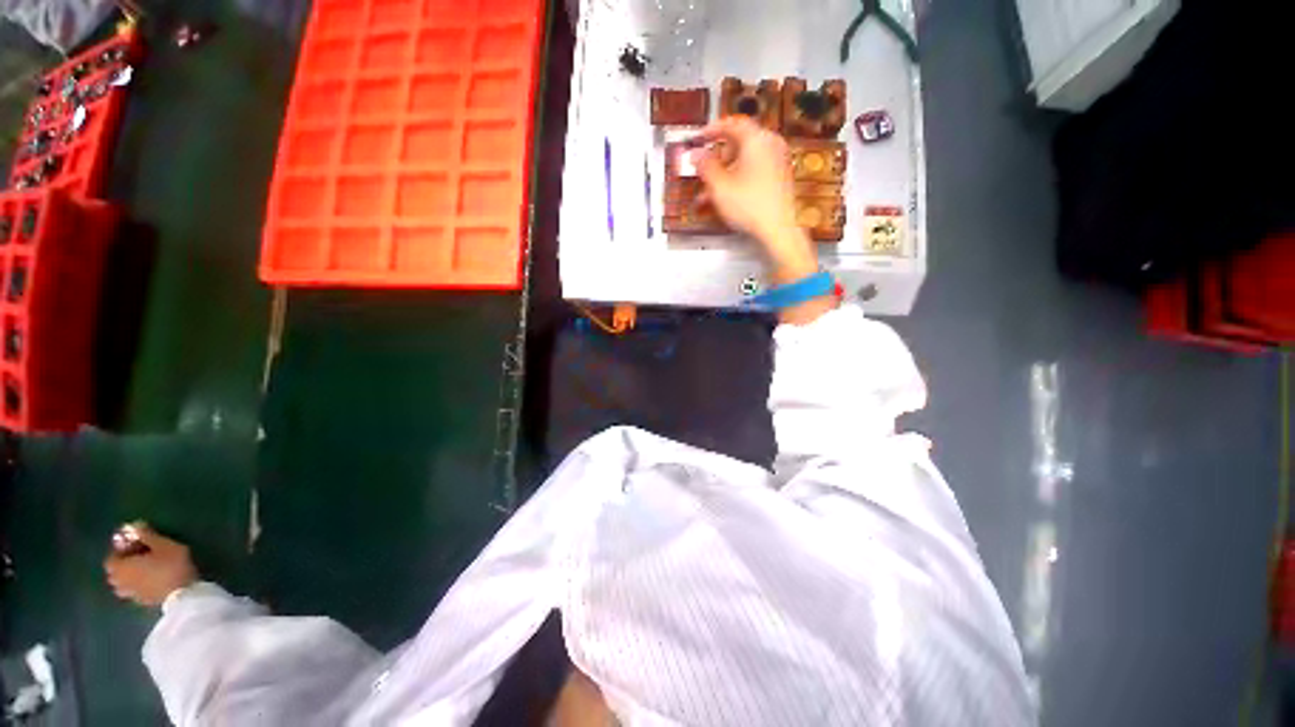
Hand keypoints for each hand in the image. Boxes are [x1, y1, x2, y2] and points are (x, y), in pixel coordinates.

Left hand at [104, 523, 198, 607]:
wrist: (183, 593)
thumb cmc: (170, 565)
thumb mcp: (163, 545)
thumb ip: (147, 535)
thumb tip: (135, 525)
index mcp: (121, 568)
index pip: (110, 559)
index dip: (119, 551)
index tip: (133, 545)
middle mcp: (120, 582)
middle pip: (114, 574)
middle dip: (122, 565)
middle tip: (137, 557)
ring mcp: (131, 594)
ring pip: (122, 585)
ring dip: (127, 577)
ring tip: (142, 570)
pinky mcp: (142, 601)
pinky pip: (133, 592)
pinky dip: (136, 586)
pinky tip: (149, 581)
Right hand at [695, 116, 815, 276]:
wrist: (779, 230)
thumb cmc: (749, 206)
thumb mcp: (720, 186)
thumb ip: (705, 166)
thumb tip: (695, 154)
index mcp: (757, 140)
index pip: (732, 124)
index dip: (712, 130)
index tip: (699, 138)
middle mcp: (770, 145)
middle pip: (738, 144)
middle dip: (716, 159)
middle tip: (703, 172)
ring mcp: (777, 162)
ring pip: (744, 161)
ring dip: (724, 175)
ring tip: (709, 195)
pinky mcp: (779, 178)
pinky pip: (754, 172)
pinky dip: (738, 180)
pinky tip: (725, 199)